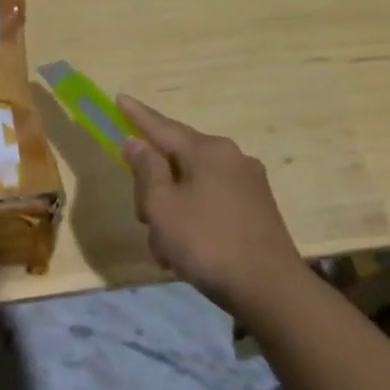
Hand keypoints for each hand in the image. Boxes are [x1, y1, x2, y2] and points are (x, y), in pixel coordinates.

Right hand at [118, 95, 305, 313]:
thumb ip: (146, 170)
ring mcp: (248, 184)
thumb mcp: (162, 206)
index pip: (162, 126)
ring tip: (166, 249)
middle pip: (176, 159)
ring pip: (192, 187)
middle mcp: (231, 158)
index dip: (137, 116)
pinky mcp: (257, 210)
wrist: (271, 290)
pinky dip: (192, 221)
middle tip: (144, 217)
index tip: (119, 98)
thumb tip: (136, 143)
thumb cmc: (207, 243)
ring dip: (171, 212)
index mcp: (208, 151)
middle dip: (153, 187)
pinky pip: (211, 204)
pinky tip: (185, 254)